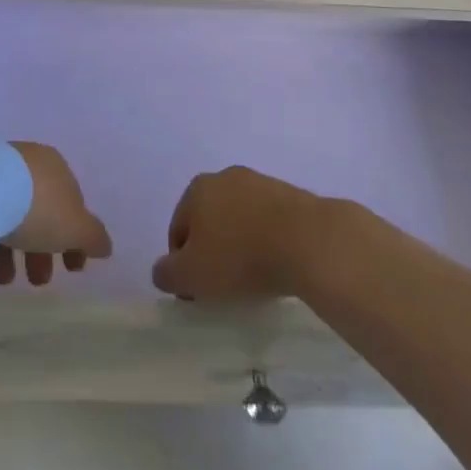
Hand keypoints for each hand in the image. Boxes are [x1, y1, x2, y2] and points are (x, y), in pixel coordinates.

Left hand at [0, 142, 112, 286]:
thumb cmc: (37, 206)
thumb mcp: (76, 227)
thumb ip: (93, 237)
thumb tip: (105, 246)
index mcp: (57, 167)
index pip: (72, 203)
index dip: (76, 237)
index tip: (73, 268)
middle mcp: (29, 164)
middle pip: (42, 210)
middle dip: (45, 249)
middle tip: (39, 281)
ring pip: (14, 215)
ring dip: (17, 251)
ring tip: (8, 281)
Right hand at [151, 166, 326, 300]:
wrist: (307, 241)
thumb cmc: (239, 256)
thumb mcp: (191, 275)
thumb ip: (167, 274)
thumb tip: (163, 271)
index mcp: (197, 188)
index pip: (178, 230)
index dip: (184, 264)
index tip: (198, 292)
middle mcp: (226, 177)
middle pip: (210, 221)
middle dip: (213, 251)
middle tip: (224, 286)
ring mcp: (261, 183)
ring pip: (241, 220)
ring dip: (242, 245)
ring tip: (254, 280)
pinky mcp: (292, 195)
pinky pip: (269, 223)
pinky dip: (268, 242)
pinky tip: (277, 266)